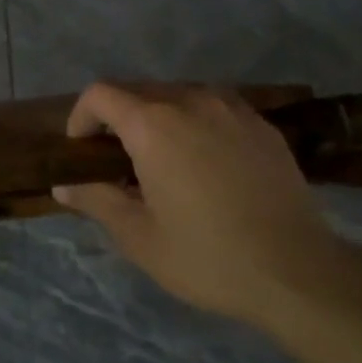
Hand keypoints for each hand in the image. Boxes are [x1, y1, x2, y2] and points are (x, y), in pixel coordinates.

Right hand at [52, 83, 361, 333]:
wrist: (297, 272)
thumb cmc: (206, 257)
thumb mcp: (138, 236)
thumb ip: (96, 200)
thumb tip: (64, 186)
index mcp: (154, 125)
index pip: (100, 94)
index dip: (81, 117)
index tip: (82, 151)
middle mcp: (192, 102)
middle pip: (138, 90)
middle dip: (117, 119)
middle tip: (117, 163)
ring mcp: (233, 110)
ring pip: (178, 96)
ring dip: (157, 119)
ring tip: (161, 162)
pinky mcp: (263, 126)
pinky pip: (214, 109)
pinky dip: (195, 124)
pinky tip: (204, 165)